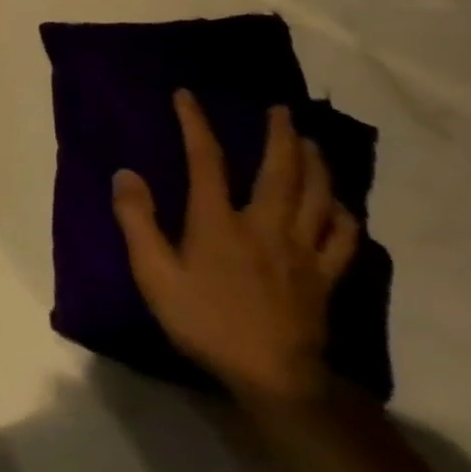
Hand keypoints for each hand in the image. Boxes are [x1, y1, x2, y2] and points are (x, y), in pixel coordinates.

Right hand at [111, 91, 358, 402]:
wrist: (272, 375)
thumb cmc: (203, 320)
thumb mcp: (153, 273)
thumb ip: (137, 221)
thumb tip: (126, 174)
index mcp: (219, 222)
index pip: (205, 161)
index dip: (195, 124)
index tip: (186, 96)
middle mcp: (265, 225)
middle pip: (280, 170)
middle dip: (279, 134)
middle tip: (280, 109)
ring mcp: (302, 250)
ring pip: (318, 195)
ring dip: (316, 163)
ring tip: (311, 142)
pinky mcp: (326, 276)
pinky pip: (343, 236)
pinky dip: (343, 213)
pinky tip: (338, 204)